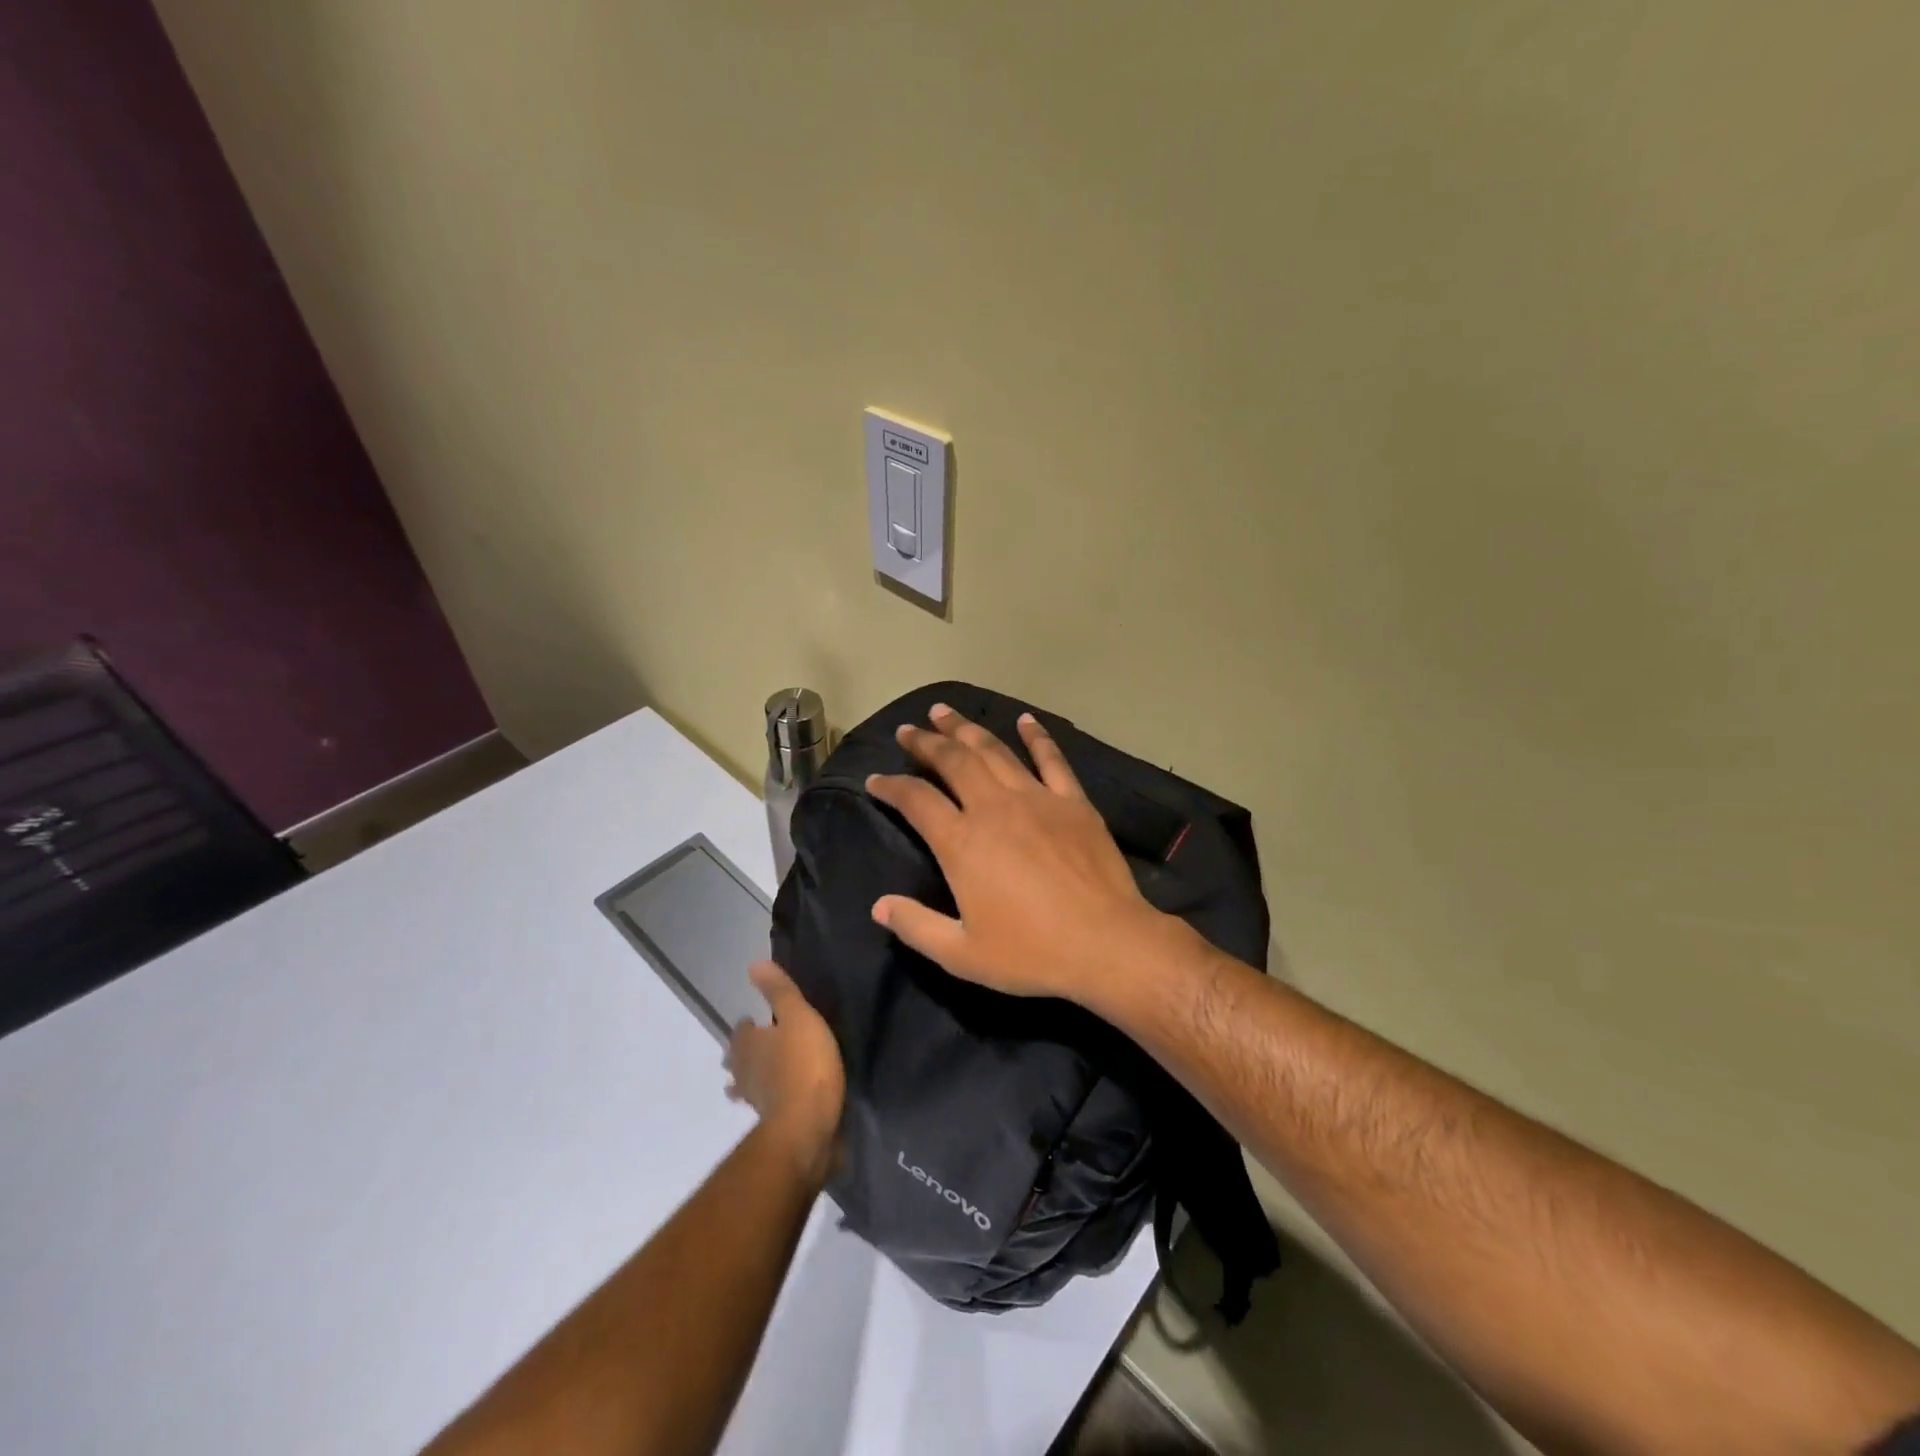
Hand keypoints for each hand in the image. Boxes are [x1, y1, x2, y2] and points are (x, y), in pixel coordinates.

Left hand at [724, 962, 844, 1182]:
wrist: (808, 1125)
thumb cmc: (804, 1064)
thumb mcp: (798, 1017)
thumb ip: (778, 992)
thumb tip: (754, 964)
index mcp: (749, 1044)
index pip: (740, 1031)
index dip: (746, 1026)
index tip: (754, 1021)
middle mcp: (745, 1072)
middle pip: (737, 1060)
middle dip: (741, 1053)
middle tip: (751, 1047)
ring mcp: (756, 1101)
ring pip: (745, 1086)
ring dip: (748, 1080)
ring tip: (756, 1078)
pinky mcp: (772, 1123)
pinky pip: (765, 1105)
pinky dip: (767, 1100)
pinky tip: (779, 1101)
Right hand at [865, 703, 1175, 1001]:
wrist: (1106, 943)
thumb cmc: (1031, 953)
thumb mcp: (962, 954)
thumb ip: (916, 926)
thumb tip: (878, 906)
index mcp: (962, 843)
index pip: (916, 800)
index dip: (891, 786)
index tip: (876, 779)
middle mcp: (994, 808)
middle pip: (953, 761)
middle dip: (926, 742)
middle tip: (908, 730)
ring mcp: (1037, 799)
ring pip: (994, 751)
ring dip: (967, 728)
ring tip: (945, 712)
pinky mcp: (1073, 802)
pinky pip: (1051, 759)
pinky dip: (1036, 736)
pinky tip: (1025, 720)